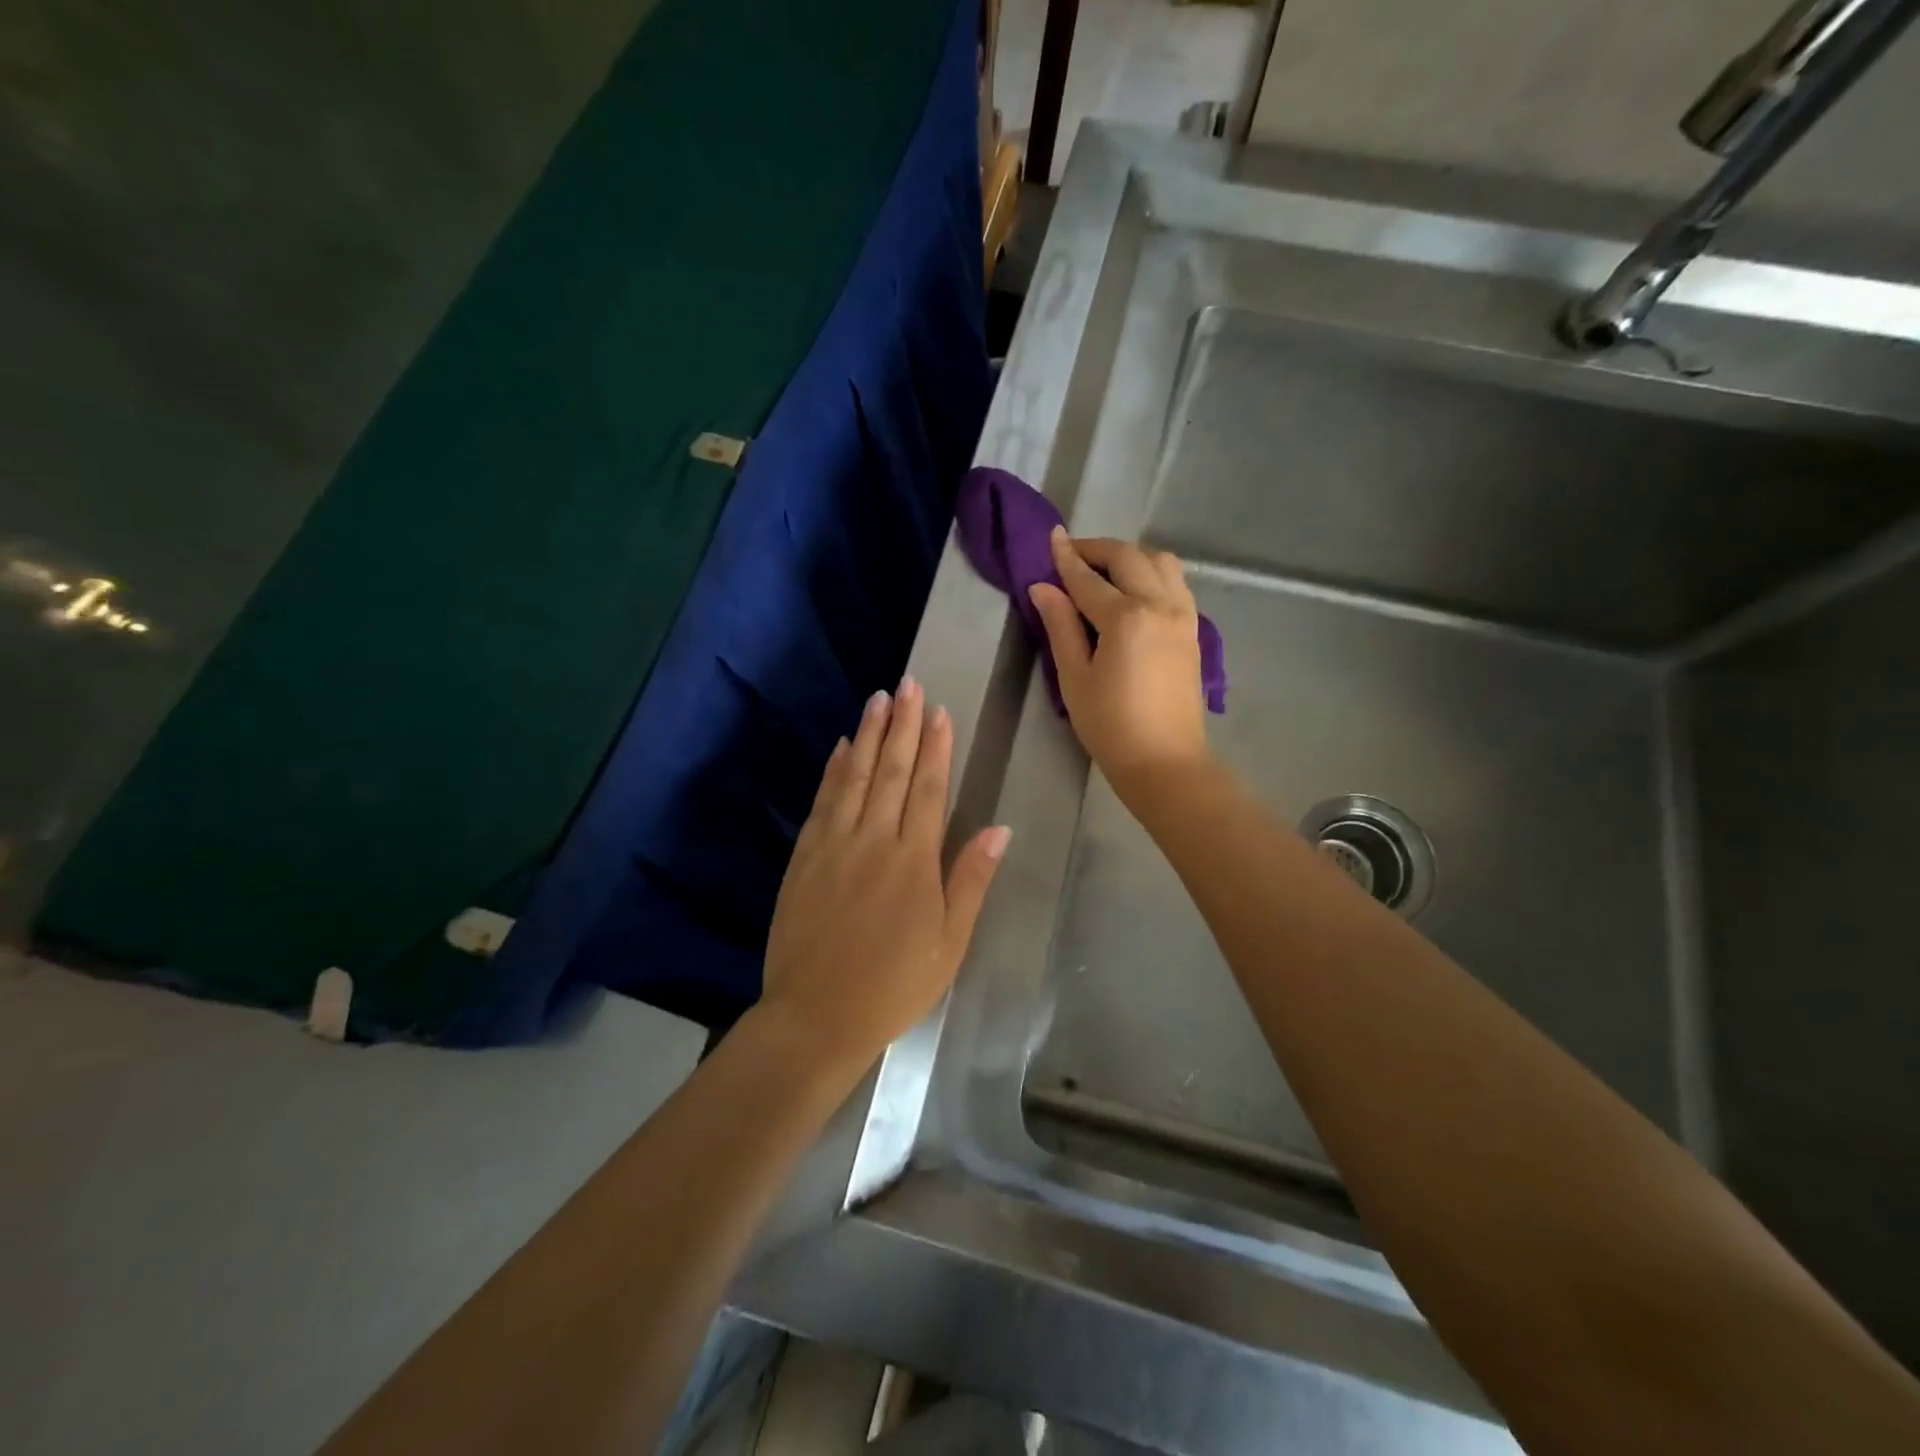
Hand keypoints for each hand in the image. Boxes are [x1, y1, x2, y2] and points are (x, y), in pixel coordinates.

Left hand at [757, 677, 1009, 1077]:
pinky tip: (839, 748)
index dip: (935, 747)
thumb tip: (999, 828)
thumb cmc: (894, 984)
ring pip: (853, 777)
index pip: (927, 789)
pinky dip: (832, 771)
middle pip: (890, 771)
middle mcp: (873, 841)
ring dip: (867, 735)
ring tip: (878, 699)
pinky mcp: (804, 858)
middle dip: (902, 725)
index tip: (938, 711)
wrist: (816, 1016)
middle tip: (908, 684)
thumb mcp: (949, 942)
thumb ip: (971, 880)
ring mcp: (833, 845)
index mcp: (914, 861)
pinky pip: (822, 802)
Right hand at [1028, 527, 1210, 795]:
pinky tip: (1135, 591)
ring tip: (1105, 570)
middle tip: (1073, 553)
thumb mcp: (1075, 678)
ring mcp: (1183, 615)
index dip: (1066, 558)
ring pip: (1161, 562)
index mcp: (1126, 618)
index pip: (1088, 578)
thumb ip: (1060, 626)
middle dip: (1098, 548)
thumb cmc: (1110, 726)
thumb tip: (1043, 588)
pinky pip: (1176, 583)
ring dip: (1130, 556)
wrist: (1165, 761)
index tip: (1053, 538)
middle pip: (1129, 557)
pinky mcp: (1193, 630)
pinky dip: (1153, 573)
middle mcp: (1160, 605)